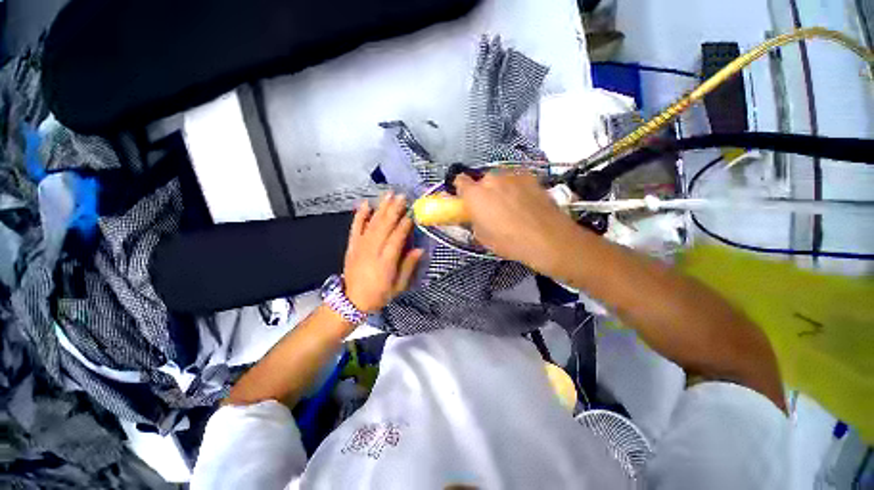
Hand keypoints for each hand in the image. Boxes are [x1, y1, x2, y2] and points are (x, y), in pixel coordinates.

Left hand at [343, 192, 423, 312]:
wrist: (352, 301)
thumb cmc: (379, 294)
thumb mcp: (398, 286)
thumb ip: (408, 267)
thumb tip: (419, 249)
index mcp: (386, 262)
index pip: (396, 238)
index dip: (404, 225)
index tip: (412, 213)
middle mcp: (372, 251)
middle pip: (384, 226)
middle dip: (394, 210)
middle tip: (402, 196)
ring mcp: (360, 246)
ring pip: (372, 223)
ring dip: (381, 208)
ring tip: (389, 194)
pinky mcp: (352, 246)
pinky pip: (355, 228)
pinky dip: (360, 215)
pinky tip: (365, 204)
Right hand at [455, 171, 582, 272]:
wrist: (547, 239)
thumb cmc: (509, 241)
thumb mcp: (482, 237)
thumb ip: (474, 220)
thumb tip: (476, 215)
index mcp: (475, 194)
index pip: (460, 181)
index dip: (462, 189)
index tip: (466, 199)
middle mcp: (492, 179)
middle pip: (482, 180)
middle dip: (484, 191)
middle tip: (492, 207)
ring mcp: (513, 176)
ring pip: (501, 179)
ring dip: (501, 188)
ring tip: (512, 205)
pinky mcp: (531, 177)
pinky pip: (517, 180)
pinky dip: (517, 188)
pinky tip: (526, 202)